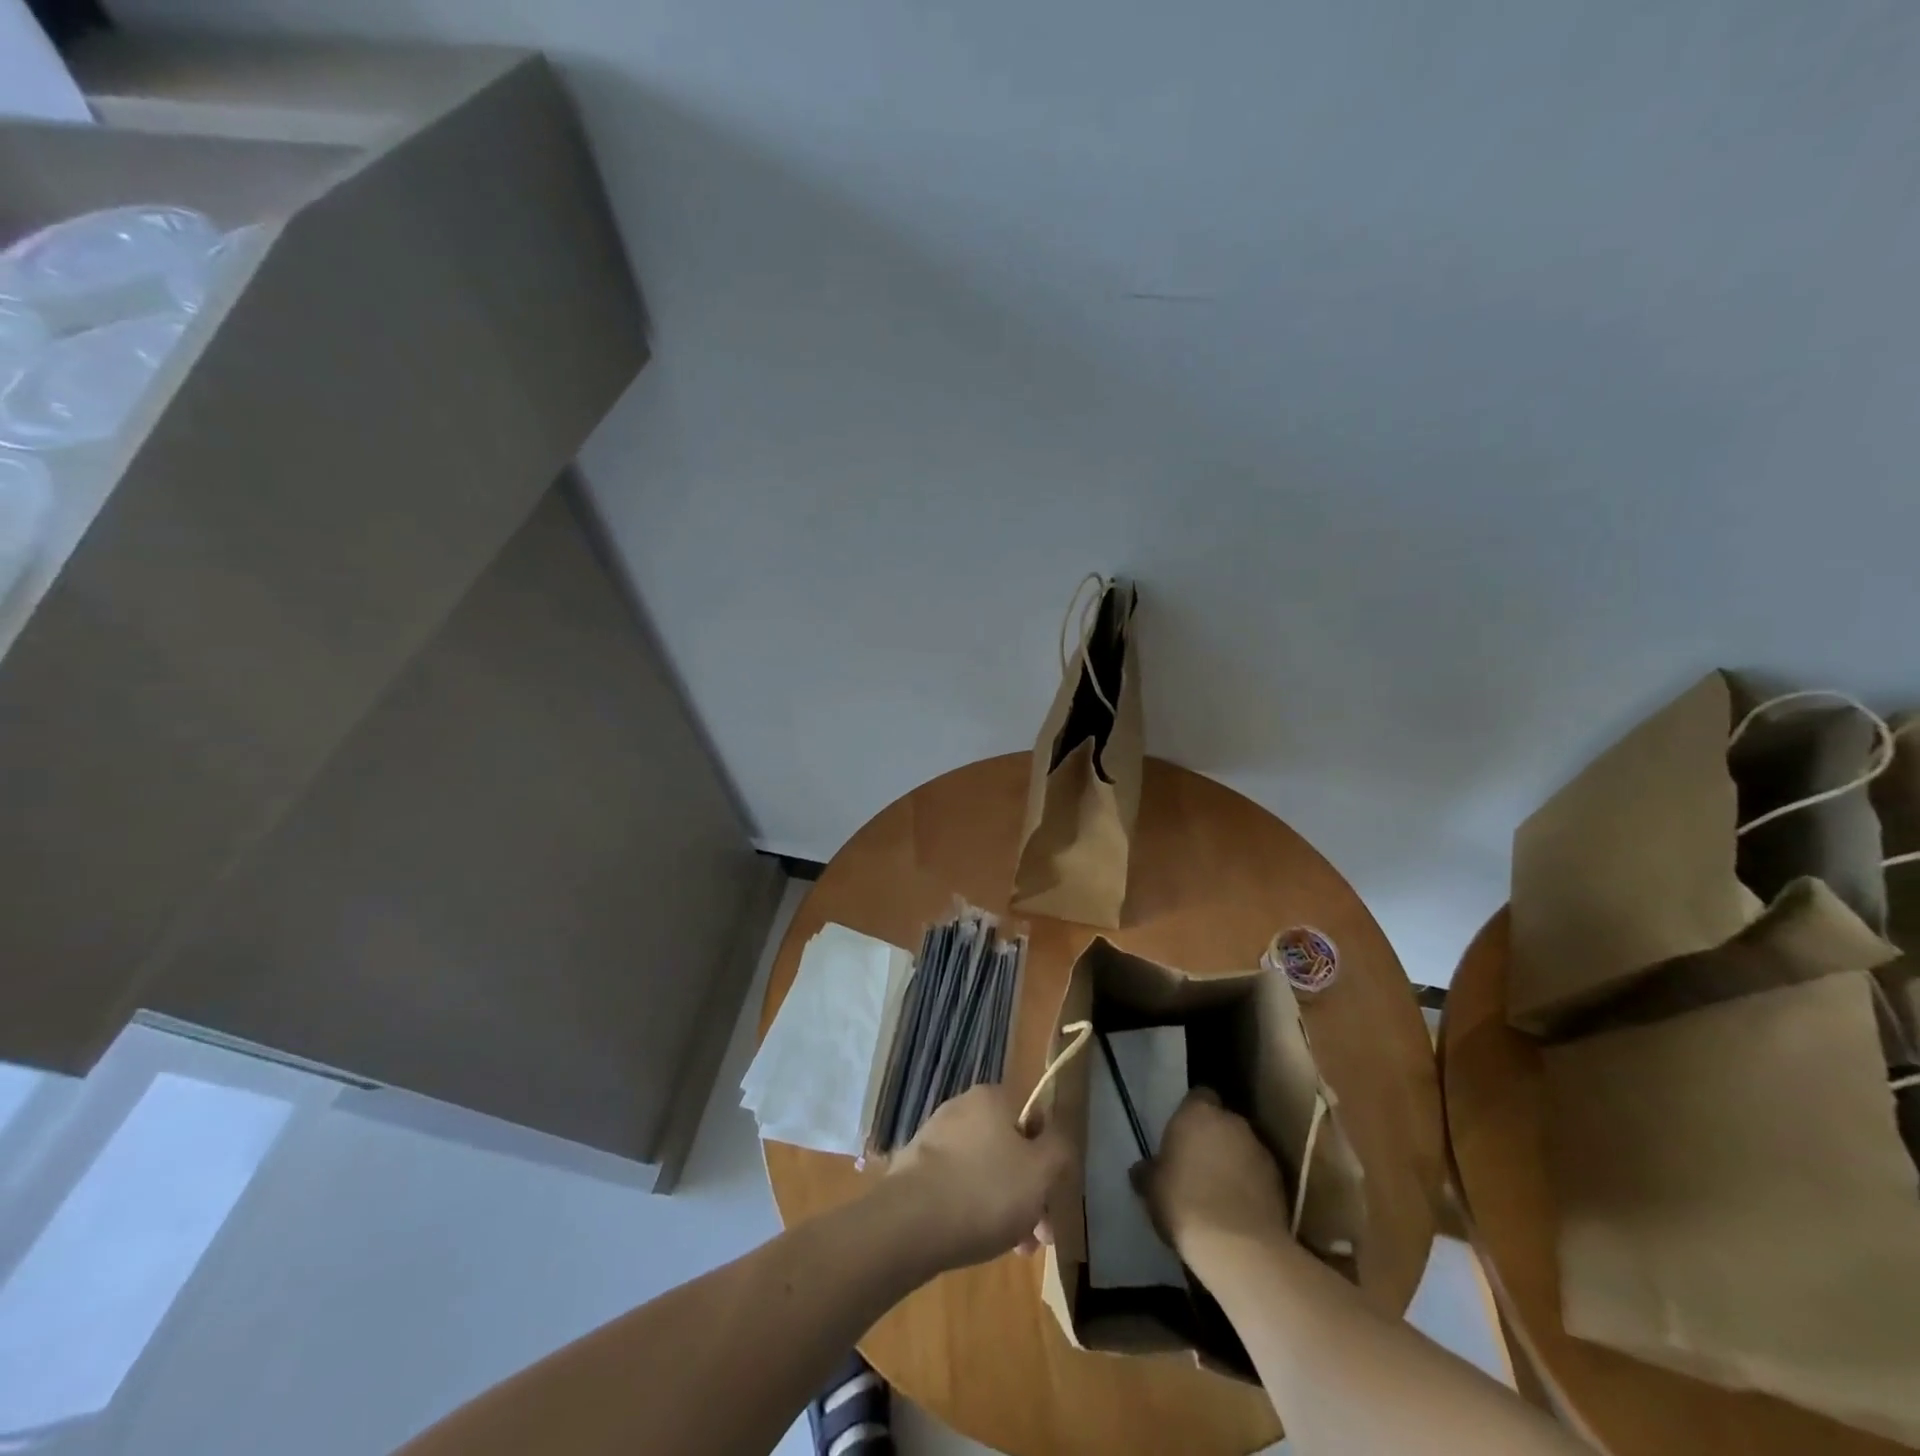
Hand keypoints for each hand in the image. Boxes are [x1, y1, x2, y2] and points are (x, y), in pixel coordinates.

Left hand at [887, 1083, 1075, 1270]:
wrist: (909, 1223)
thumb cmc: (985, 1191)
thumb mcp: (1040, 1172)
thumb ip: (1059, 1150)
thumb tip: (1057, 1139)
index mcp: (992, 1097)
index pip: (1034, 1119)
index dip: (1049, 1160)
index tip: (1053, 1198)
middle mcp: (962, 1107)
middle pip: (1010, 1148)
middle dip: (1028, 1191)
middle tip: (1038, 1236)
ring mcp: (935, 1136)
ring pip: (985, 1169)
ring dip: (1004, 1205)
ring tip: (1013, 1248)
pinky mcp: (916, 1166)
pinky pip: (957, 1183)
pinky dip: (973, 1207)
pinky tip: (979, 1240)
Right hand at [1132, 1089, 1290, 1254]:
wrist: (1239, 1248)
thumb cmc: (1184, 1204)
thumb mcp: (1152, 1189)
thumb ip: (1148, 1171)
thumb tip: (1142, 1170)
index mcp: (1198, 1112)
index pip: (1198, 1095)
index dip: (1190, 1113)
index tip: (1181, 1134)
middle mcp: (1232, 1121)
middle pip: (1222, 1122)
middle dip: (1213, 1138)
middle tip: (1197, 1164)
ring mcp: (1261, 1150)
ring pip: (1242, 1148)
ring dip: (1233, 1162)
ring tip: (1219, 1191)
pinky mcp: (1281, 1182)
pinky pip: (1259, 1175)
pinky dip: (1250, 1186)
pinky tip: (1238, 1211)